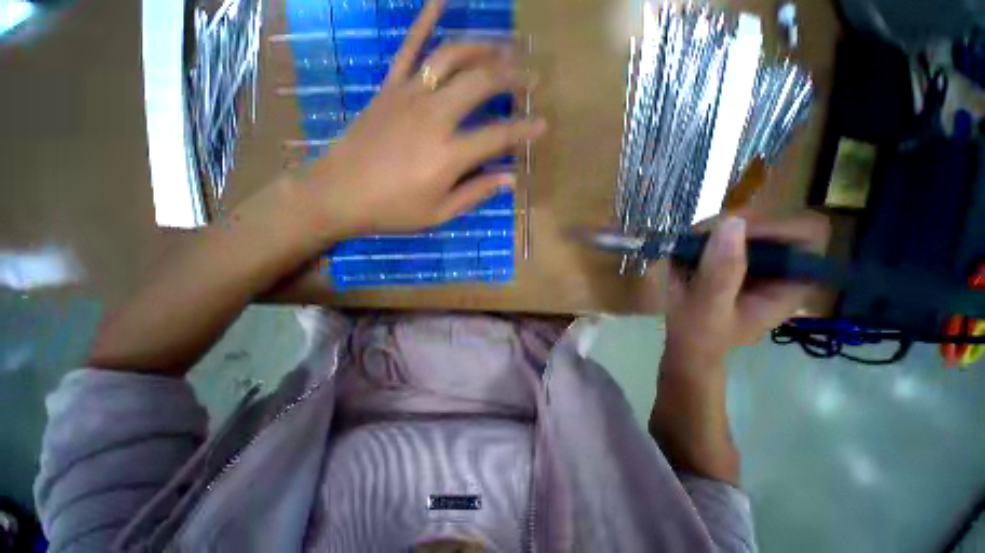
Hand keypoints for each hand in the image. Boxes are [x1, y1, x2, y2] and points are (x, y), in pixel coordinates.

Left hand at [298, 0, 544, 237]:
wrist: (338, 193)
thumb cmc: (393, 210)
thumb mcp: (439, 213)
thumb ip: (475, 193)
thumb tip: (509, 179)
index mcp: (449, 155)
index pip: (498, 136)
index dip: (524, 131)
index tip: (542, 125)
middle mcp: (434, 116)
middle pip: (481, 83)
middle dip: (512, 77)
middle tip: (531, 77)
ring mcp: (409, 96)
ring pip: (452, 57)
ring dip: (483, 47)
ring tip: (504, 47)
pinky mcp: (389, 88)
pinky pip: (409, 48)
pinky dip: (425, 20)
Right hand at [663, 210, 830, 368]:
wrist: (686, 344)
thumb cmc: (701, 333)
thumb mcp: (710, 306)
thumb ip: (723, 270)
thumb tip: (731, 222)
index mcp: (790, 283)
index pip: (807, 235)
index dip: (777, 225)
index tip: (735, 232)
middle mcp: (779, 267)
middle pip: (776, 221)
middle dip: (737, 224)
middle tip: (702, 235)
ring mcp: (756, 261)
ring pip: (749, 224)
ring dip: (715, 228)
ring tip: (688, 244)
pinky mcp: (735, 259)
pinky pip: (726, 233)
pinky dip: (703, 235)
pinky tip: (686, 251)